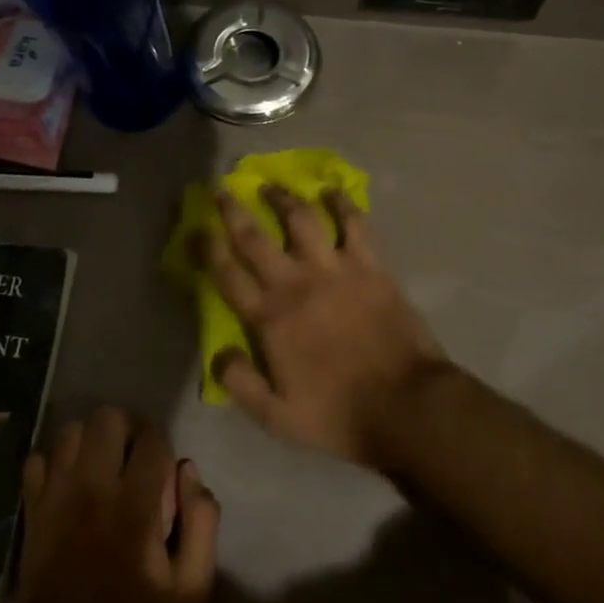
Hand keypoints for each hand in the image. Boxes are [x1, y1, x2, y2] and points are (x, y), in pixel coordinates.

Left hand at [18, 407, 219, 602]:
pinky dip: (56, 462)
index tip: (165, 470)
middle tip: (135, 457)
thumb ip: (202, 521)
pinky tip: (70, 483)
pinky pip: (38, 460)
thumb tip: (189, 471)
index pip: (152, 438)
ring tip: (102, 465)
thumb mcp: (193, 587)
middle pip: (107, 418)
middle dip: (128, 429)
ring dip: (91, 439)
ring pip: (71, 431)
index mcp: (134, 504)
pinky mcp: (32, 513)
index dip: (163, 447)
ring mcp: (56, 498)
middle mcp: (92, 488)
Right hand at [205, 186, 445, 468]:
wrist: (407, 405)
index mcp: (270, 318)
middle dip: (233, 211)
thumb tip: (217, 354)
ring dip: (283, 198)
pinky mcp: (370, 266)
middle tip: (221, 190)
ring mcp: (334, 270)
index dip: (207, 248)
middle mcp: (296, 284)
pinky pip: (354, 224)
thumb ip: (240, 383)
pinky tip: (331, 191)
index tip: (196, 227)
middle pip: (255, 238)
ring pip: (301, 220)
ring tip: (271, 184)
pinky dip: (342, 203)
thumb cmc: (339, 415)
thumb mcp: (277, 418)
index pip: (228, 275)